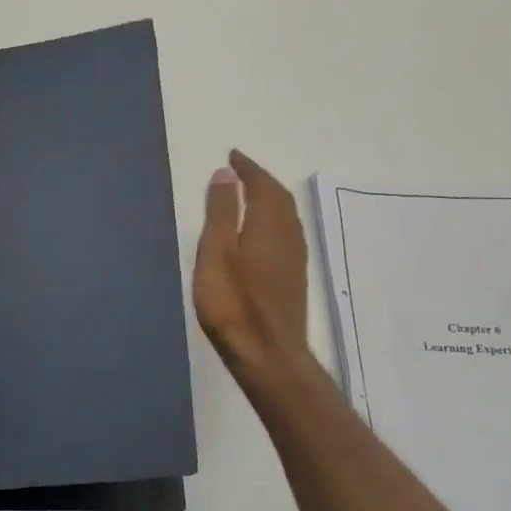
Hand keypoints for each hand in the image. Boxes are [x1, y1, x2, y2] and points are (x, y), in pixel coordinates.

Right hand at [193, 150, 312, 386]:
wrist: (267, 354)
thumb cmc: (233, 304)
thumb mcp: (216, 253)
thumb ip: (221, 213)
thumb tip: (226, 174)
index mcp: (269, 226)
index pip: (263, 186)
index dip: (248, 169)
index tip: (233, 156)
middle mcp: (288, 237)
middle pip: (280, 199)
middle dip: (261, 181)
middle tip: (240, 172)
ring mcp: (294, 260)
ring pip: (286, 217)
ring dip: (269, 200)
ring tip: (249, 195)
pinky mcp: (292, 279)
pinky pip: (286, 235)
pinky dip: (273, 220)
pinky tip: (261, 233)